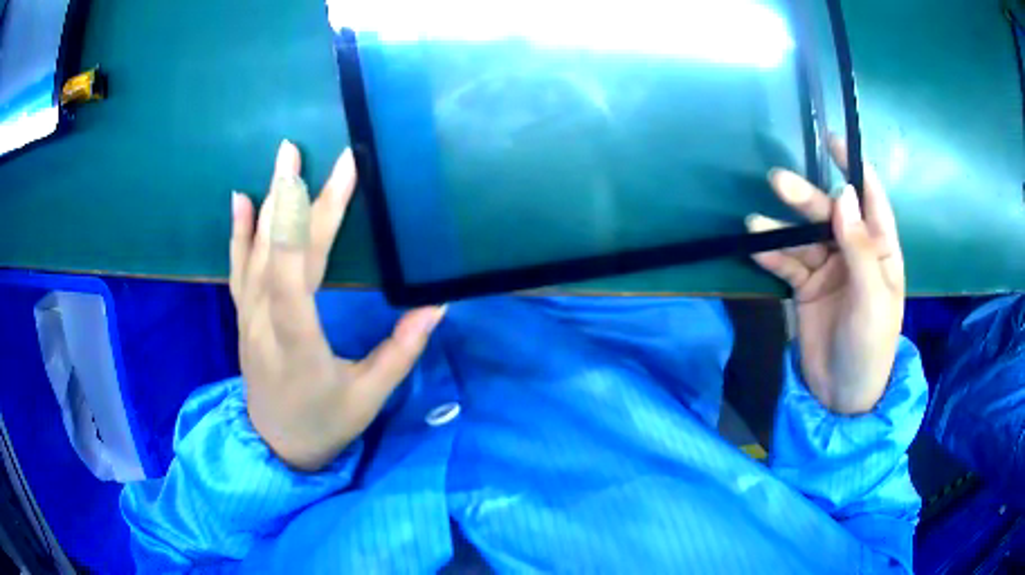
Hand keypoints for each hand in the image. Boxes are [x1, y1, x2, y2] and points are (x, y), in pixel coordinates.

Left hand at [229, 140, 444, 470]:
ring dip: (269, 202)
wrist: (276, 445)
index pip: (295, 277)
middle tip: (305, 151)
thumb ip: (401, 351)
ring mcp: (250, 318)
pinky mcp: (245, 316)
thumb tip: (437, 305)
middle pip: (279, 254)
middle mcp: (266, 325)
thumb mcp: (369, 397)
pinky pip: (239, 269)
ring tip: (283, 158)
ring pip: (256, 253)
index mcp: (299, 347)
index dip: (310, 222)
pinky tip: (241, 199)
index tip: (337, 176)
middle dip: (297, 198)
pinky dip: (239, 232)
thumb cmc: (325, 423)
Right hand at [746, 136, 904, 414]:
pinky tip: (755, 247)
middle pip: (830, 214)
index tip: (833, 141)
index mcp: (881, 251)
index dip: (855, 168)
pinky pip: (788, 264)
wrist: (842, 394)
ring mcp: (829, 269)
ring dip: (782, 228)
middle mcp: (855, 253)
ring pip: (805, 237)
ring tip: (755, 222)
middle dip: (806, 199)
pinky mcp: (807, 287)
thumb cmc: (870, 346)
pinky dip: (772, 254)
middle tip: (777, 182)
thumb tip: (844, 195)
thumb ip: (859, 247)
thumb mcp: (872, 298)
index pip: (871, 201)